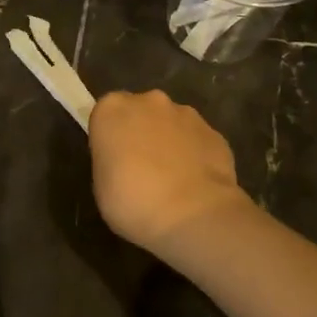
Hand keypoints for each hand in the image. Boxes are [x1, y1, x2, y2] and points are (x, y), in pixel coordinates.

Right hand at [89, 90, 251, 260]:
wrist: (192, 215)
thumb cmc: (132, 202)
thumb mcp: (101, 186)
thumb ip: (110, 161)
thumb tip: (123, 161)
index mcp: (113, 109)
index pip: (105, 114)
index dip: (109, 138)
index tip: (113, 162)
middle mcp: (150, 101)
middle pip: (140, 112)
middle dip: (141, 133)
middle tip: (141, 169)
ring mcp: (186, 114)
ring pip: (172, 124)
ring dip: (169, 142)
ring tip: (172, 181)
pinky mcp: (215, 133)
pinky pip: (197, 141)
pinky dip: (195, 156)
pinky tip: (195, 185)